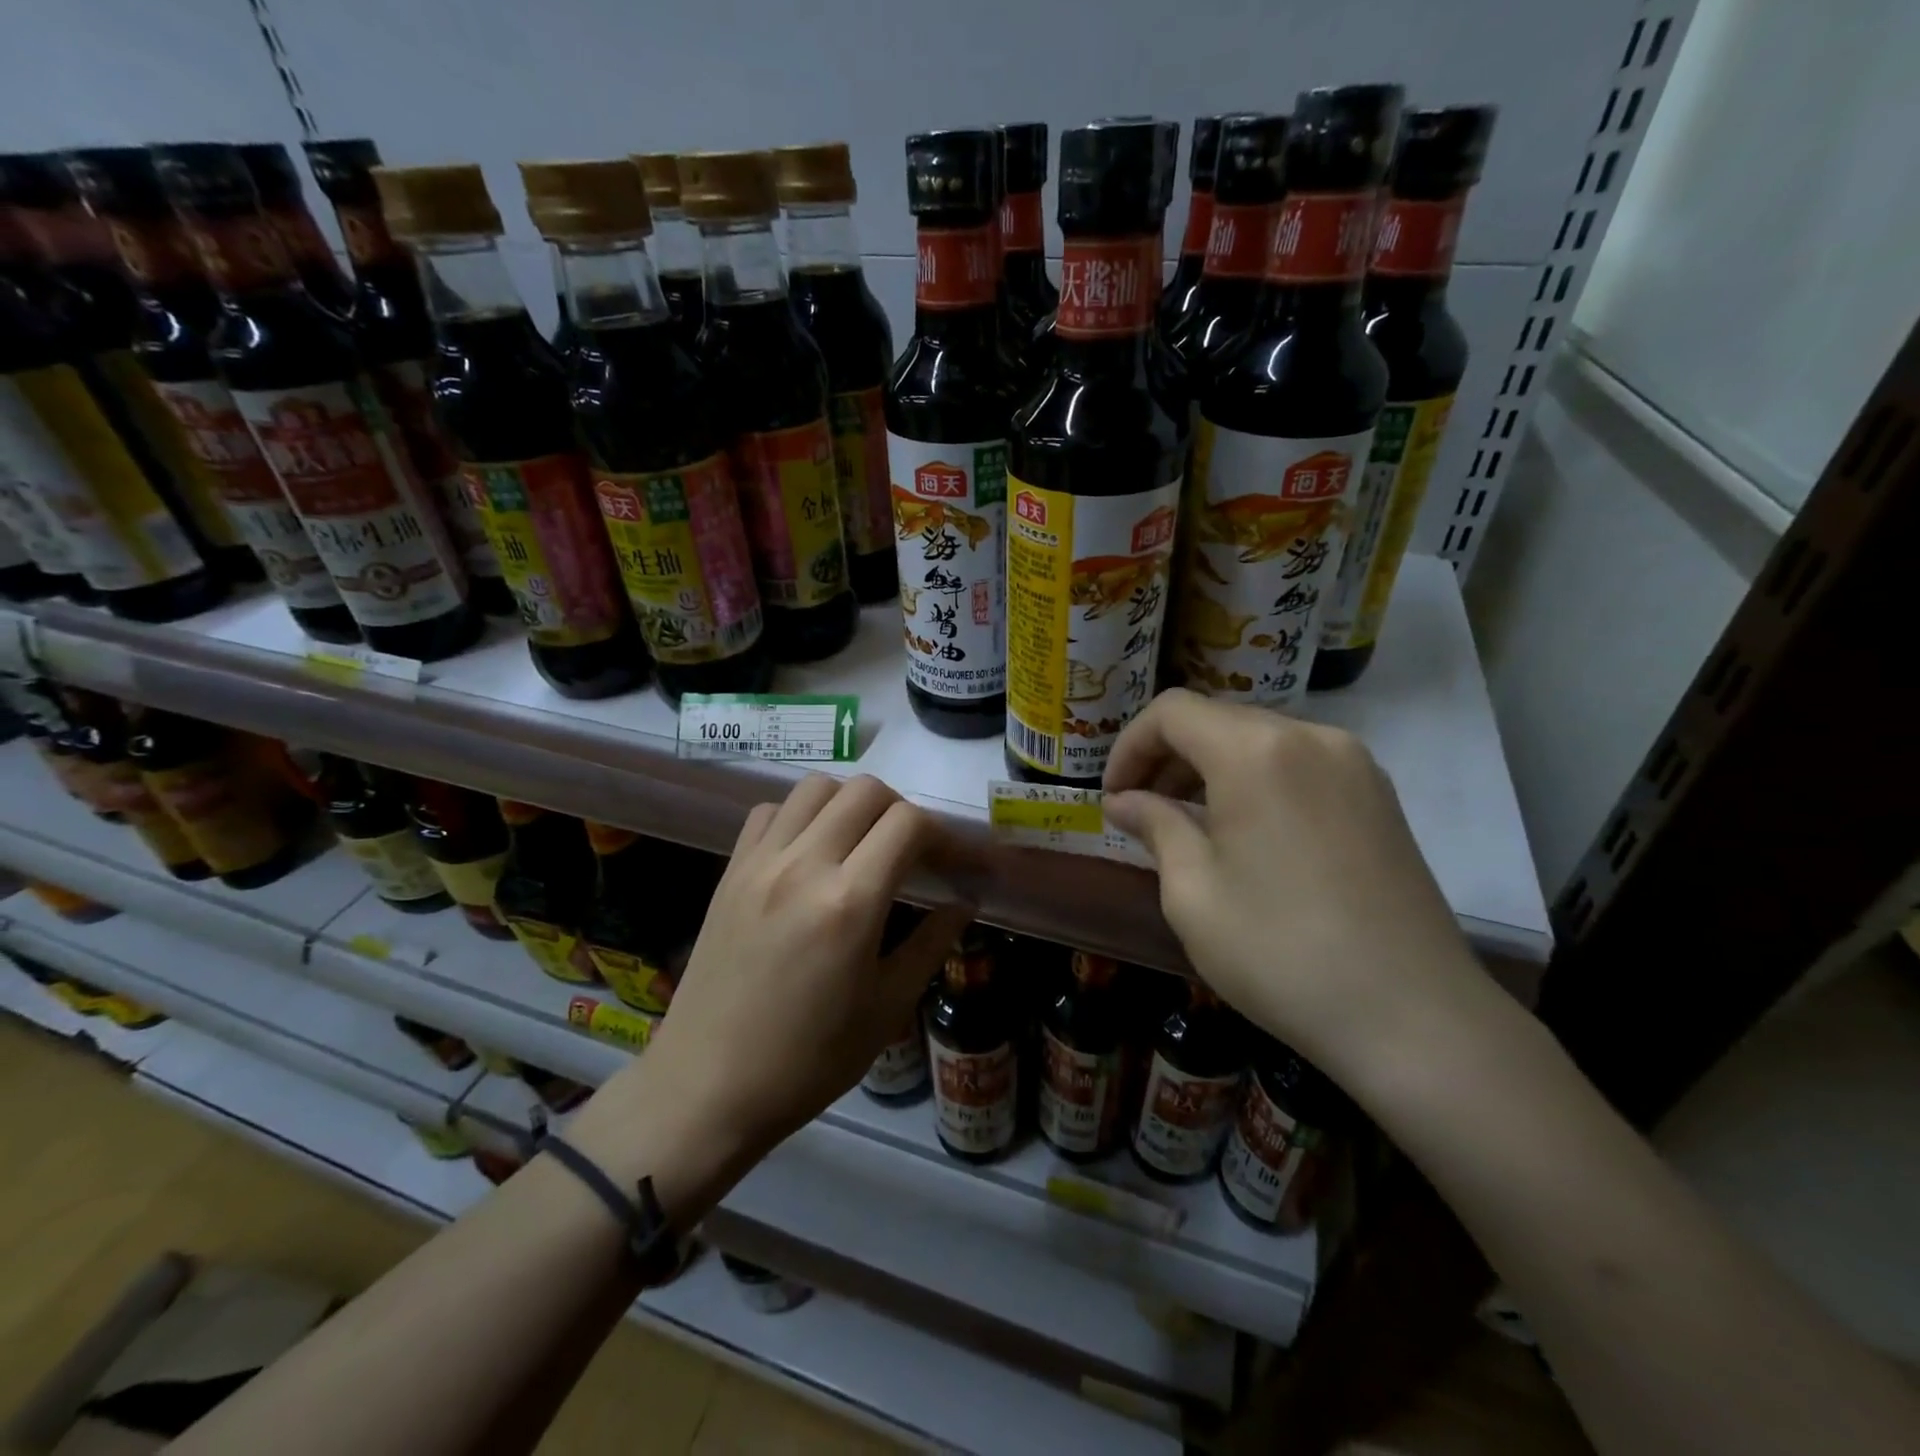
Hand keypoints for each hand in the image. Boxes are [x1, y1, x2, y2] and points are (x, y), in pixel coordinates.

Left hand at [628, 775, 970, 1156]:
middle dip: (903, 812)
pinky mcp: (730, 871)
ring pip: (816, 788)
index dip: (945, 836)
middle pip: (866, 792)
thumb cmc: (809, 1060)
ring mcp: (760, 863)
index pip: (908, 824)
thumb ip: (931, 944)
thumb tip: (965, 903)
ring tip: (862, 844)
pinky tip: (809, 852)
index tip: (957, 863)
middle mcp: (803, 865)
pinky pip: (770, 812)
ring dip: (851, 804)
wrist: (708, 1087)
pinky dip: (800, 815)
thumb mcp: (886, 1008)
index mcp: (849, 902)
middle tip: (913, 852)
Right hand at [1102, 689, 1489, 1079]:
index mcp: (1256, 752)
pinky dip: (1255, 781)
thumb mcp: (1193, 892)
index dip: (1129, 746)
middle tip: (1140, 812)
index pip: (1172, 712)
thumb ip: (1155, 827)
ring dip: (1210, 769)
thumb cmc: (1280, 952)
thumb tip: (1125, 801)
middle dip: (1167, 757)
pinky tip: (1245, 834)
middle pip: (1217, 720)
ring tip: (1187, 825)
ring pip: (1259, 740)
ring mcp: (1354, 764)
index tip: (1113, 797)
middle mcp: (1310, 738)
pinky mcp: (1378, 796)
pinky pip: (1298, 764)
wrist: (1415, 1018)